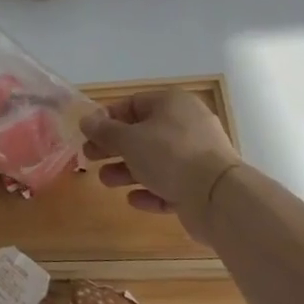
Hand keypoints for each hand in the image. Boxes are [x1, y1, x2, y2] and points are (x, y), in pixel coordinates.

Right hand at [81, 91, 240, 216]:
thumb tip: (85, 120)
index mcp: (172, 104)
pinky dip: (151, 191)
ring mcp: (197, 156)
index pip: (134, 104)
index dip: (108, 118)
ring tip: (107, 181)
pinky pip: (170, 185)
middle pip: (142, 134)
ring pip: (155, 161)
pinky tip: (134, 200)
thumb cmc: (169, 155)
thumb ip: (104, 131)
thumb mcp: (128, 139)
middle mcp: (187, 125)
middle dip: (114, 148)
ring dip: (128, 171)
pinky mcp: (201, 185)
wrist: (218, 196)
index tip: (89, 134)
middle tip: (91, 158)